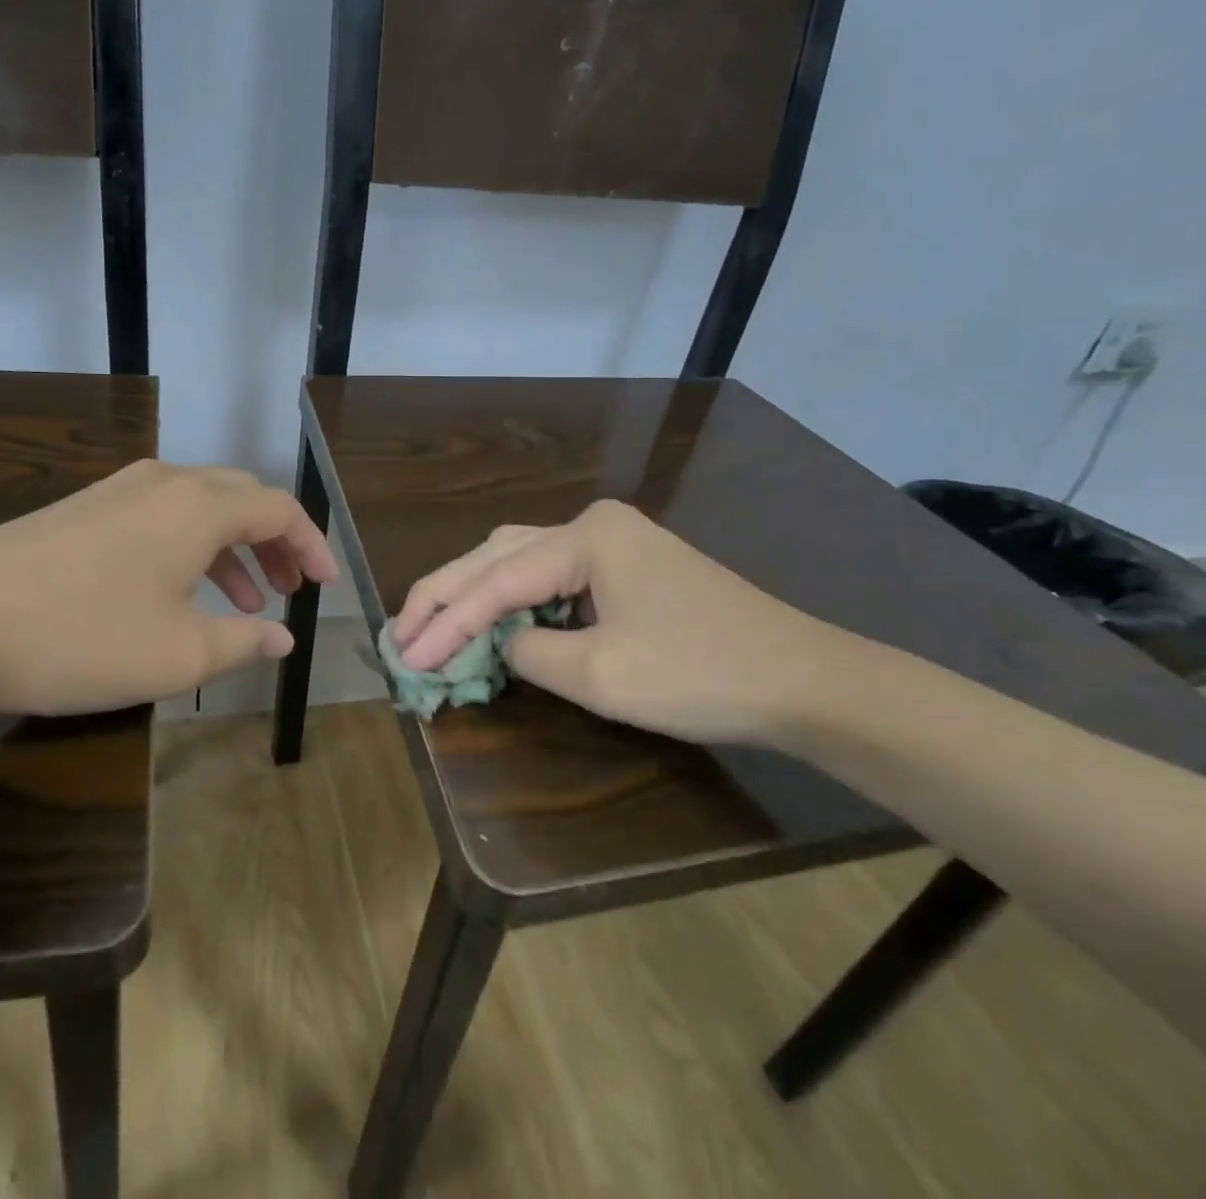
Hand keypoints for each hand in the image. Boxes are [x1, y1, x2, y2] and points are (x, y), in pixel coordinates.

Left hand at [0, 461, 337, 720]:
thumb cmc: (82, 636)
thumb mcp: (179, 655)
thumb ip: (244, 642)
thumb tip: (284, 637)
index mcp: (199, 506)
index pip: (280, 509)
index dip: (311, 545)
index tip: (327, 585)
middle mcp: (165, 482)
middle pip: (243, 498)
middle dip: (275, 543)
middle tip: (290, 589)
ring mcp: (118, 491)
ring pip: (200, 507)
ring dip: (233, 548)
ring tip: (246, 599)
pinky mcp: (84, 509)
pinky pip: (161, 516)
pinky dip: (190, 547)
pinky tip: (177, 591)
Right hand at [390, 501, 858, 745]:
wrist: (805, 681)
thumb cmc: (702, 675)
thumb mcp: (601, 675)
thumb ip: (529, 652)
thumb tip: (499, 644)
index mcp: (585, 536)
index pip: (494, 582)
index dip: (444, 622)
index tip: (403, 657)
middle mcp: (591, 524)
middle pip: (497, 555)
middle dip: (446, 595)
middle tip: (401, 633)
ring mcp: (612, 542)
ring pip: (519, 559)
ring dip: (474, 593)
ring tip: (431, 623)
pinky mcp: (625, 566)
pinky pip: (551, 576)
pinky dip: (514, 600)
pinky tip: (492, 621)